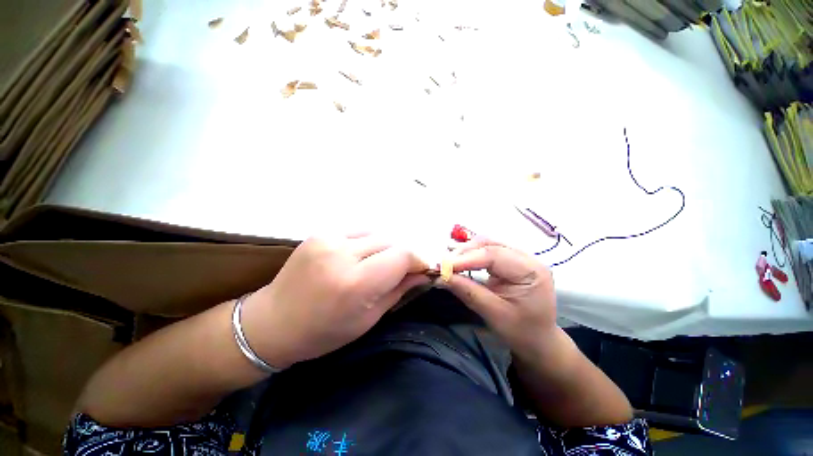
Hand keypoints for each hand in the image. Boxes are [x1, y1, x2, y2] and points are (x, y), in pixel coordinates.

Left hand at [241, 234, 429, 368]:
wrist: (273, 322)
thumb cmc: (324, 332)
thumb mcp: (369, 318)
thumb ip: (399, 290)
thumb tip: (423, 273)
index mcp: (356, 282)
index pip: (403, 256)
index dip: (418, 260)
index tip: (421, 269)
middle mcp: (343, 253)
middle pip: (391, 241)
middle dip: (401, 256)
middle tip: (399, 270)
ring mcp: (329, 239)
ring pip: (376, 233)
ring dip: (384, 248)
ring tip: (377, 265)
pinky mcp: (321, 233)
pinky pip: (358, 231)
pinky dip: (367, 242)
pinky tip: (360, 256)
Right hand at [446, 237, 556, 359]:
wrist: (538, 341)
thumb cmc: (521, 331)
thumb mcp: (493, 314)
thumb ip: (467, 291)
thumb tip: (441, 276)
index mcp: (531, 271)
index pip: (493, 255)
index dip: (465, 258)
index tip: (443, 266)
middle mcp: (527, 258)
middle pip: (490, 245)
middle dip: (464, 252)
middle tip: (443, 264)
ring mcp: (519, 258)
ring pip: (487, 244)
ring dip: (466, 251)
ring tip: (449, 262)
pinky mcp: (511, 261)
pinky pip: (488, 251)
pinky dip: (471, 255)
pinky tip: (460, 260)